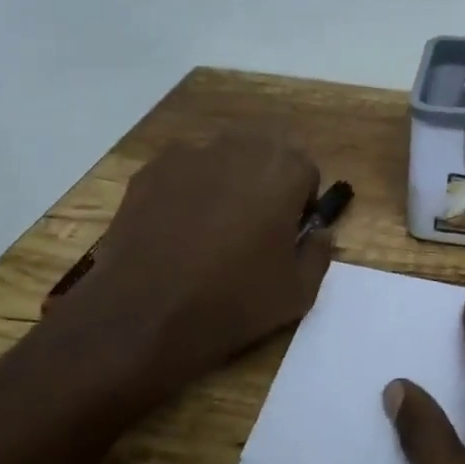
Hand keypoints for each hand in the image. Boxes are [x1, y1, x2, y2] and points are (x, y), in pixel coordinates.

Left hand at [58, 135, 334, 403]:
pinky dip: (185, 192)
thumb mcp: (298, 293)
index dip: (299, 205)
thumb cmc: (233, 302)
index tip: (286, 236)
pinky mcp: (151, 170)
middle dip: (264, 185)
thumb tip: (319, 231)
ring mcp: (190, 155)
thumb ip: (320, 252)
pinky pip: (182, 173)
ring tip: (209, 231)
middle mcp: (239, 148)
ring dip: (225, 184)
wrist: (144, 315)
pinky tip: (175, 231)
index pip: (305, 173)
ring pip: (221, 161)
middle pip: (264, 156)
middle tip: (251, 230)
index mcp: (283, 171)